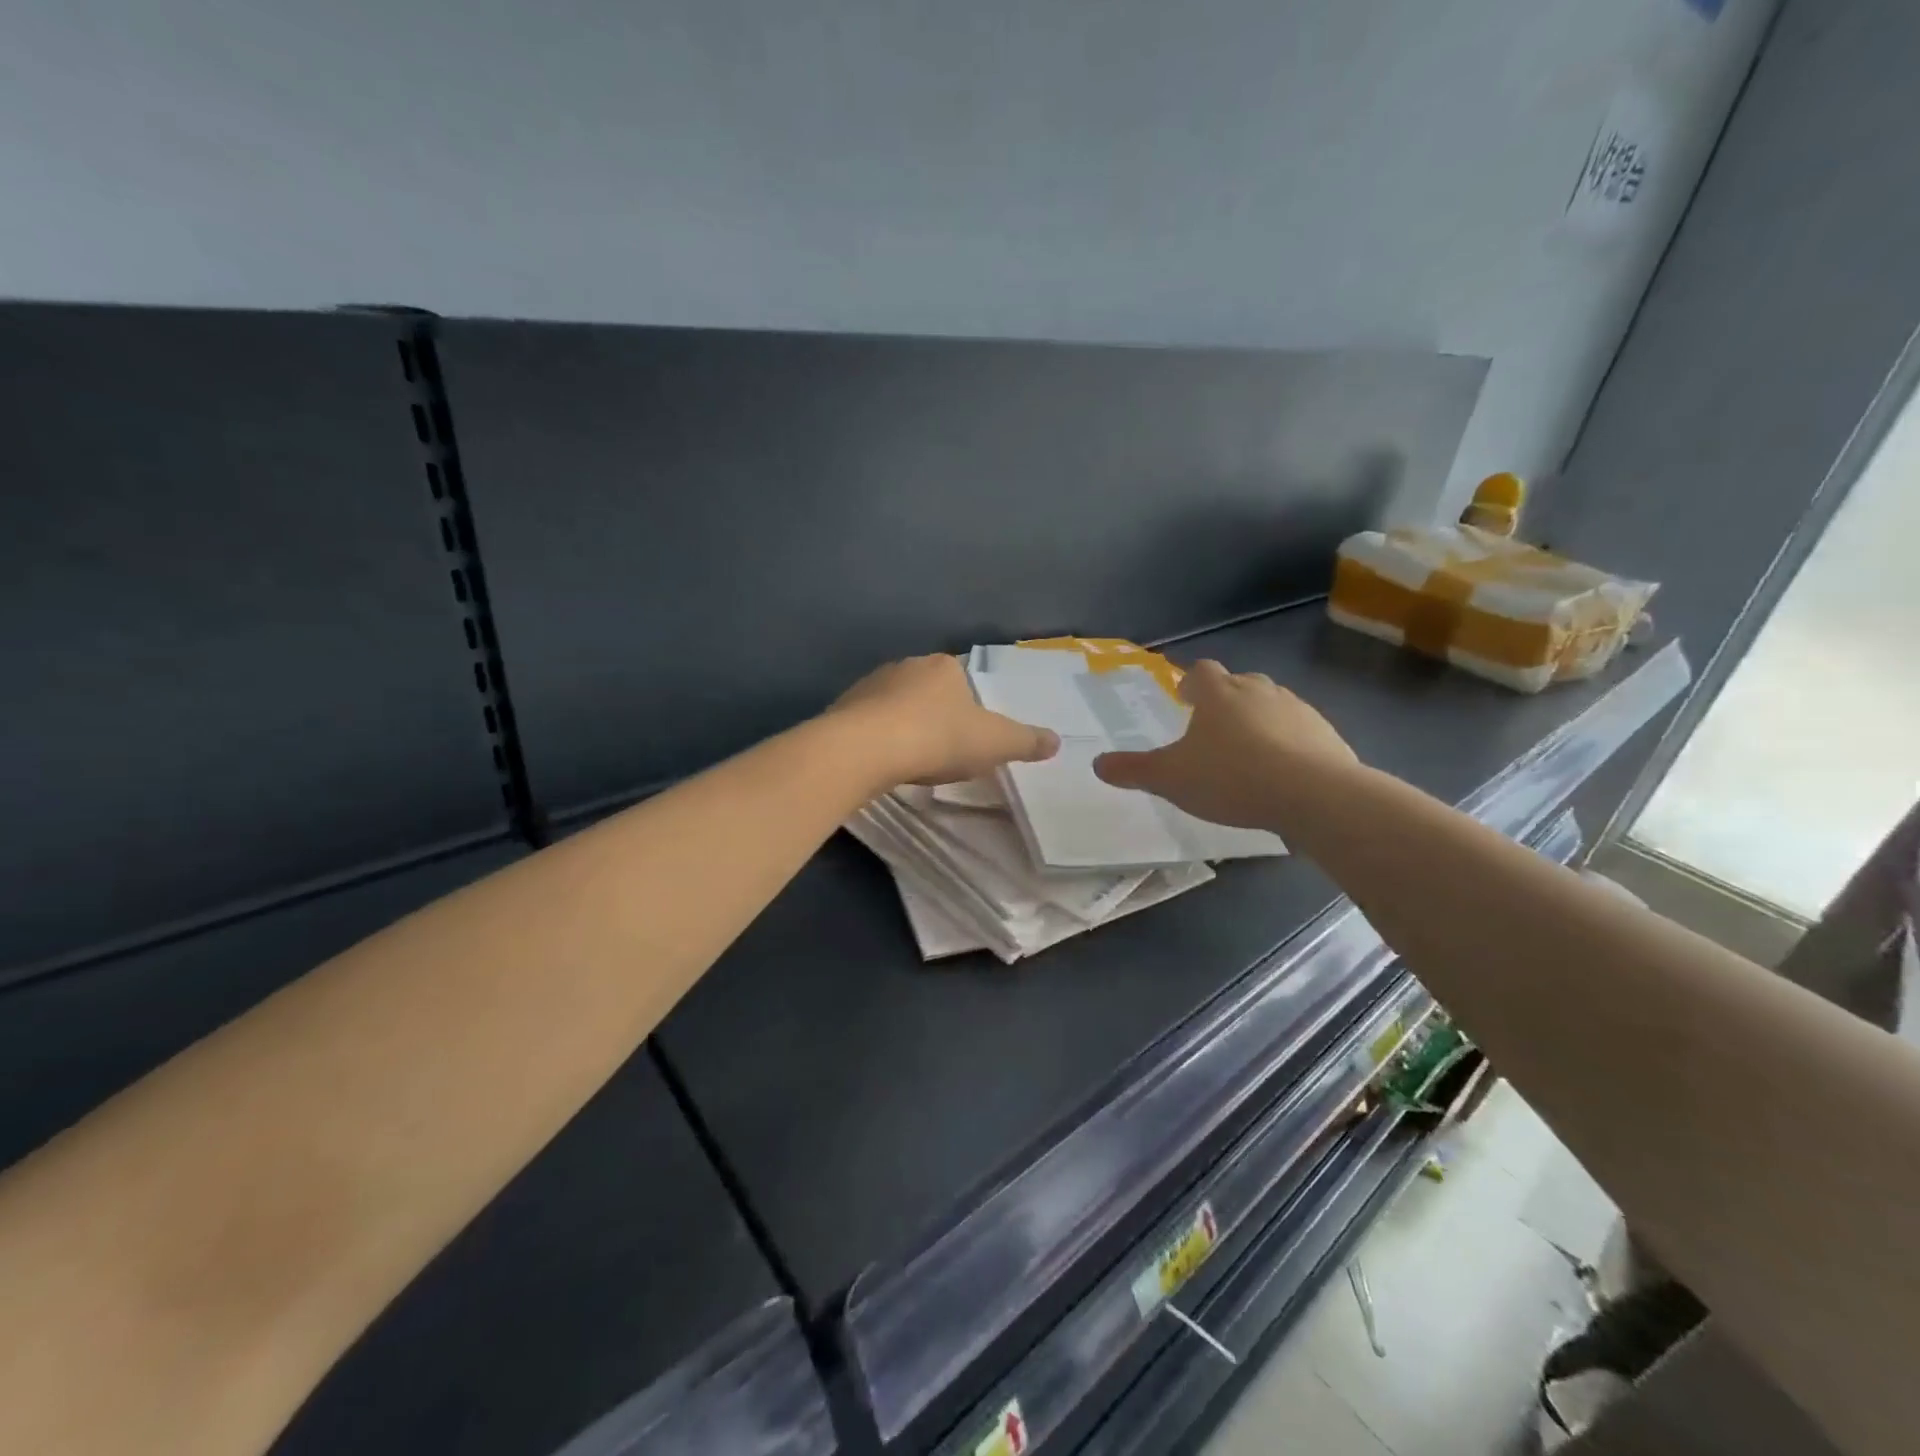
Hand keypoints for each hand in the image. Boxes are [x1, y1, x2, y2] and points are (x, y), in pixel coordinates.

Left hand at [829, 654, 1059, 786]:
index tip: (968, 737)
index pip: (962, 680)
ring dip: (904, 727)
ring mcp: (870, 684)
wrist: (866, 748)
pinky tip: (882, 762)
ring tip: (911, 760)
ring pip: (895, 705)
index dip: (968, 708)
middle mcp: (906, 665)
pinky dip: (878, 738)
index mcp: (944, 666)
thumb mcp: (995, 743)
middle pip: (928, 691)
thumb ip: (1027, 741)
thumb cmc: (939, 738)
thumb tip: (1057, 740)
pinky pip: (868, 722)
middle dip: (935, 717)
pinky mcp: (844, 707)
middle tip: (942, 751)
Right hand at [1093, 659, 1357, 828]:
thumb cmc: (1231, 778)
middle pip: (1240, 683)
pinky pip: (1301, 732)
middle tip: (1214, 726)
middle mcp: (1259, 691)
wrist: (1313, 795)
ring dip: (1259, 720)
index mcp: (1219, 694)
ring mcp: (1298, 710)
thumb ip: (1133, 770)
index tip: (1184, 698)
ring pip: (1272, 704)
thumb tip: (1097, 763)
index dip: (1190, 682)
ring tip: (1248, 751)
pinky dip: (1289, 744)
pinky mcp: (1327, 734)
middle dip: (1226, 699)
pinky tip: (1282, 773)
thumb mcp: (1170, 779)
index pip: (1202, 672)